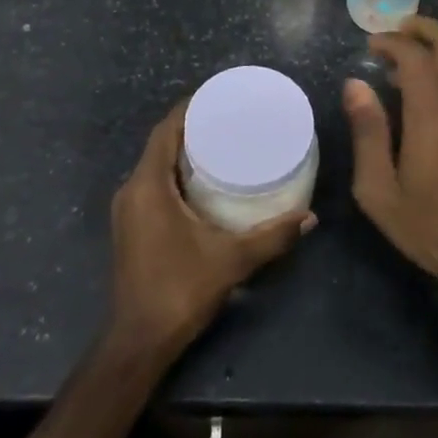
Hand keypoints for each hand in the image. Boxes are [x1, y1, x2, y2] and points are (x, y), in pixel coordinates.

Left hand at [108, 102, 314, 361]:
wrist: (138, 341)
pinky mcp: (131, 226)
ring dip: (182, 151)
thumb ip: (272, 236)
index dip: (189, 108)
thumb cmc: (180, 290)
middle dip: (191, 127)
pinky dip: (175, 174)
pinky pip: (153, 184)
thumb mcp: (231, 260)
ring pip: (155, 165)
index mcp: (148, 186)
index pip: (165, 130)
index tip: (218, 96)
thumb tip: (310, 217)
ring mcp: (128, 210)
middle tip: (228, 119)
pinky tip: (203, 181)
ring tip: (221, 143)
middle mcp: (132, 190)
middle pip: (160, 144)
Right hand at [345, 17, 437, 316]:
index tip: (371, 44)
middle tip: (397, 31)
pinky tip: (435, 100)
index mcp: (434, 119)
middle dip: (424, 29)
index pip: (416, 58)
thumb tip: (355, 84)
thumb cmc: (425, 227)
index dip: (392, 42)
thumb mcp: (379, 189)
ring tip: (408, 69)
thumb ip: (367, 132)